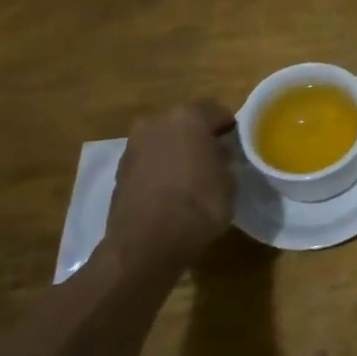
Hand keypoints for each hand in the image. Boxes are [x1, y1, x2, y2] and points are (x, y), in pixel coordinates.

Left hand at [107, 101, 238, 268]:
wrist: (145, 244)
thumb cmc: (198, 205)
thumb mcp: (229, 182)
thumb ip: (224, 161)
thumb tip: (217, 157)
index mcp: (188, 117)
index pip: (216, 111)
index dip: (228, 126)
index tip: (236, 143)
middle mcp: (157, 122)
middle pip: (185, 122)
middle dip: (199, 136)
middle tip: (214, 157)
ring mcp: (134, 146)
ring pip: (164, 140)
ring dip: (177, 152)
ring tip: (192, 176)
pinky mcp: (120, 170)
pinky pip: (149, 161)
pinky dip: (160, 169)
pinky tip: (171, 190)